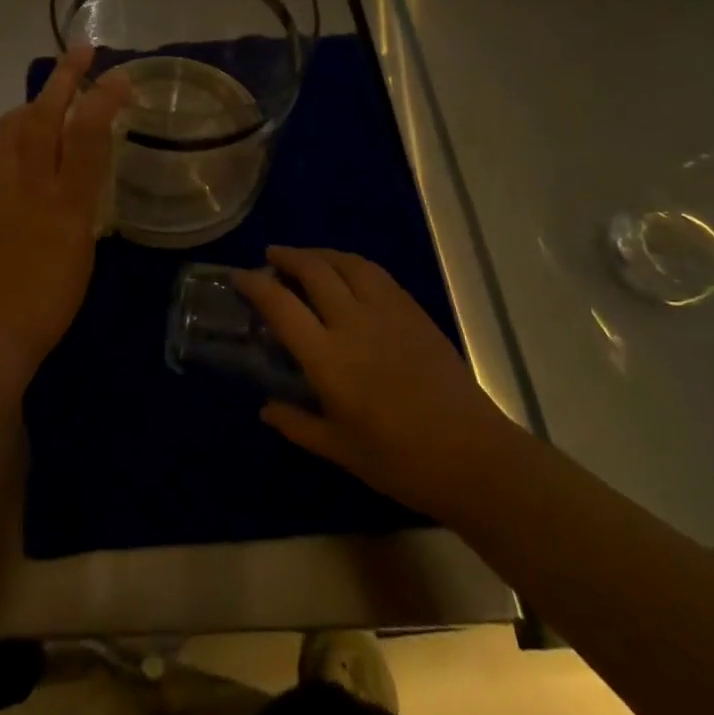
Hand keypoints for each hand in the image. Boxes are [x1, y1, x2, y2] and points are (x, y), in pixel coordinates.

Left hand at [0, 45, 129, 375]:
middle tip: (81, 51)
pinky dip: (17, 138)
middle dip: (64, 76)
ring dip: (35, 102)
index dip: (104, 97)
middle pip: (45, 113)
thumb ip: (83, 203)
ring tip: (50, 98)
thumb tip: (81, 175)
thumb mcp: (83, 250)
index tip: (118, 75)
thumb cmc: (49, 301)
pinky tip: (26, 153)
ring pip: (13, 125)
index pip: (88, 133)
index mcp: (67, 201)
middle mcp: (30, 183)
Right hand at [237, 246, 508, 520]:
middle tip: (271, 257)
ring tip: (306, 257)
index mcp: (328, 358)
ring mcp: (387, 312)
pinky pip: (376, 273)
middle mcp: (353, 323)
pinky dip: (352, 263)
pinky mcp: (414, 312)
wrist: (474, 457)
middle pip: (313, 270)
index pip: (280, 305)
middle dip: (287, 257)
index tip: (239, 277)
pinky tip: (349, 272)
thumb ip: (298, 425)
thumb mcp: (340, 449)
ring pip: (346, 263)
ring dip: (320, 253)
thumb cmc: (401, 461)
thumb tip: (266, 410)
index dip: (255, 284)